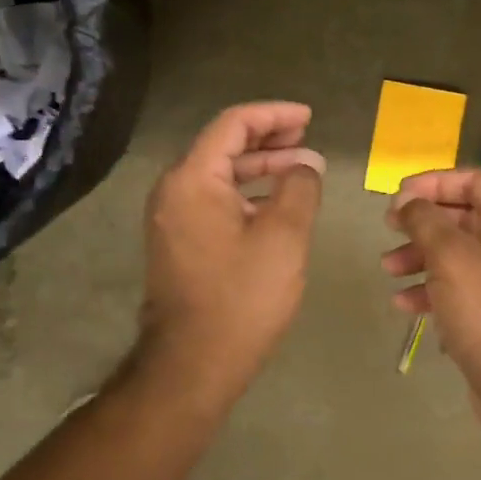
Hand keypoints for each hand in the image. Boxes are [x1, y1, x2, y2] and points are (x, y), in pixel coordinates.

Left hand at [136, 102, 325, 398]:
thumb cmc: (241, 296)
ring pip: (220, 175)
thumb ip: (299, 187)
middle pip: (223, 146)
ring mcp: (172, 218)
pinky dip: (247, 193)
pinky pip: (215, 200)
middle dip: (268, 139)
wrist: (192, 365)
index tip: (308, 117)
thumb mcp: (283, 235)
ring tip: (300, 169)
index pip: (233, 124)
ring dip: (260, 167)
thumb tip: (306, 163)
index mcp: (192, 179)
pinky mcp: (179, 242)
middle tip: (306, 139)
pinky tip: (276, 204)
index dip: (273, 114)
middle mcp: (174, 190)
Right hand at [382, 169, 480, 437]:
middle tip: (389, 226)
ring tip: (388, 267)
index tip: (398, 195)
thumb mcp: (449, 255)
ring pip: (456, 252)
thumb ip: (424, 220)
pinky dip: (431, 288)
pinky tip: (403, 303)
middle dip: (422, 221)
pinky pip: (459, 286)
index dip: (433, 182)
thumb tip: (409, 202)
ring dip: (419, 255)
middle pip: (463, 215)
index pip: (474, 180)